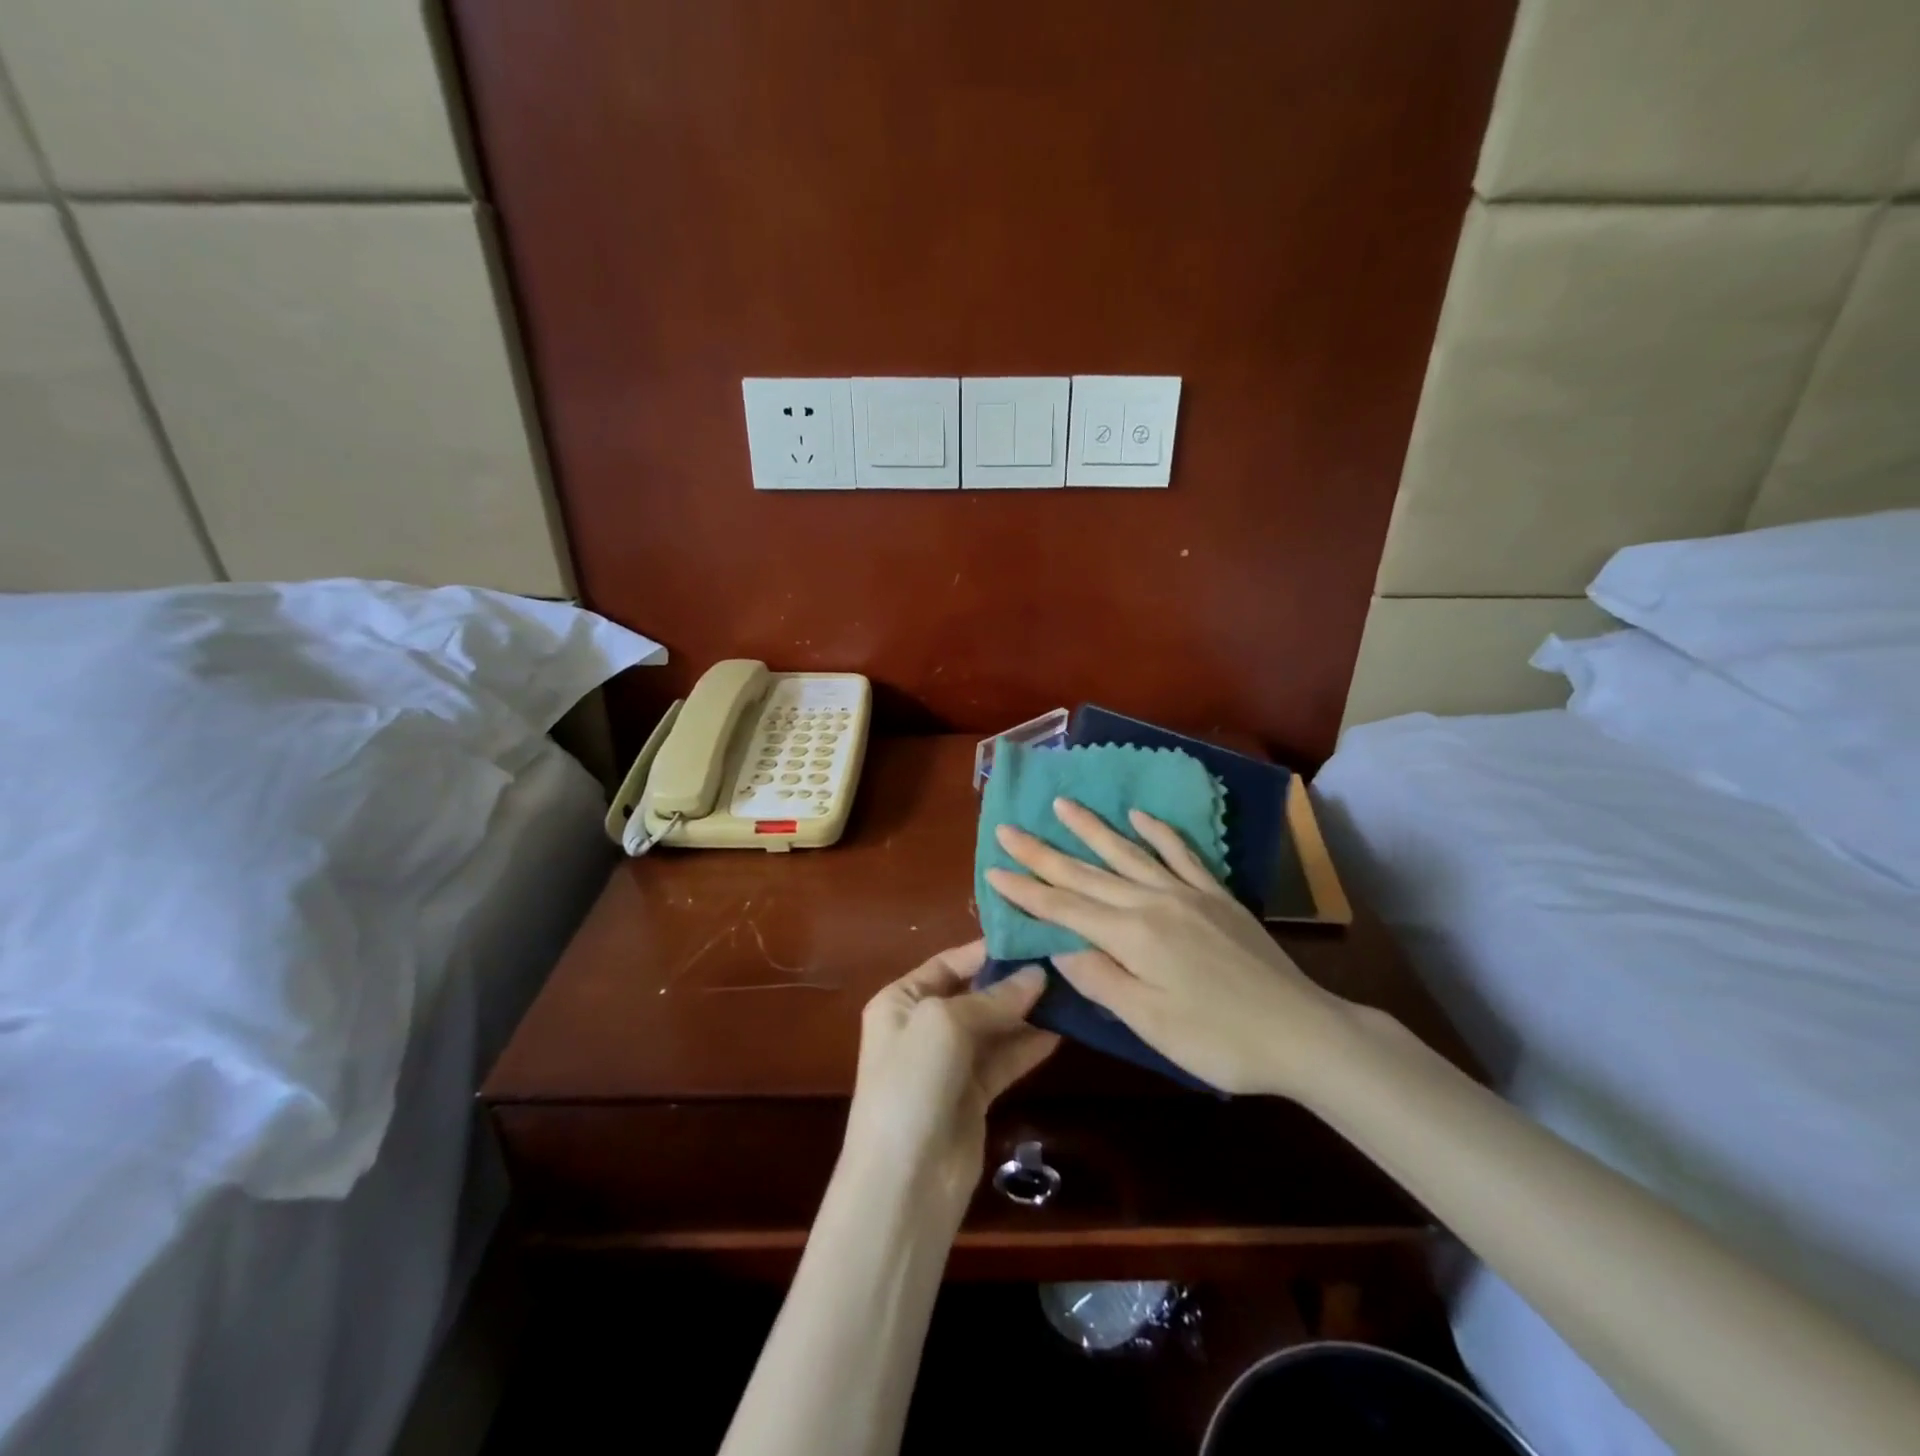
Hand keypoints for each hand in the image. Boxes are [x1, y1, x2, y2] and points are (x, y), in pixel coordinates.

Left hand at [843, 941, 1057, 1216]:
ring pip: (994, 1027)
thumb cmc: (912, 1083)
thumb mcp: (946, 1024)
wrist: (903, 1182)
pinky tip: (1061, 1030)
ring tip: (1071, 990)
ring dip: (1027, 1012)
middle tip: (1062, 961)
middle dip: (1014, 980)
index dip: (989, 949)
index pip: (949, 962)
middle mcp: (922, 1026)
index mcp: (901, 1000)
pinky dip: (1028, 1046)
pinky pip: (1004, 1060)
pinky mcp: (973, 1096)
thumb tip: (1038, 975)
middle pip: (975, 992)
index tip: (1033, 936)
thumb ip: (993, 999)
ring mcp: (948, 1063)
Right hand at [985, 799, 1354, 1096]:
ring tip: (1062, 804)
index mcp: (1131, 936)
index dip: (1026, 890)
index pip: (1065, 907)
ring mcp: (1186, 893)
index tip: (992, 869)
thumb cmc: (1219, 1040)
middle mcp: (1152, 902)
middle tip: (1008, 829)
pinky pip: (1180, 854)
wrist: (1302, 1031)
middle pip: (1087, 873)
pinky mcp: (1216, 895)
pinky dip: (1157, 832)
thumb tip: (1059, 948)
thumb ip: (1101, 980)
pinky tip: (1139, 816)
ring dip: (1091, 829)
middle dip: (1043, 853)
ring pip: (1127, 853)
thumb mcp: (1150, 1023)